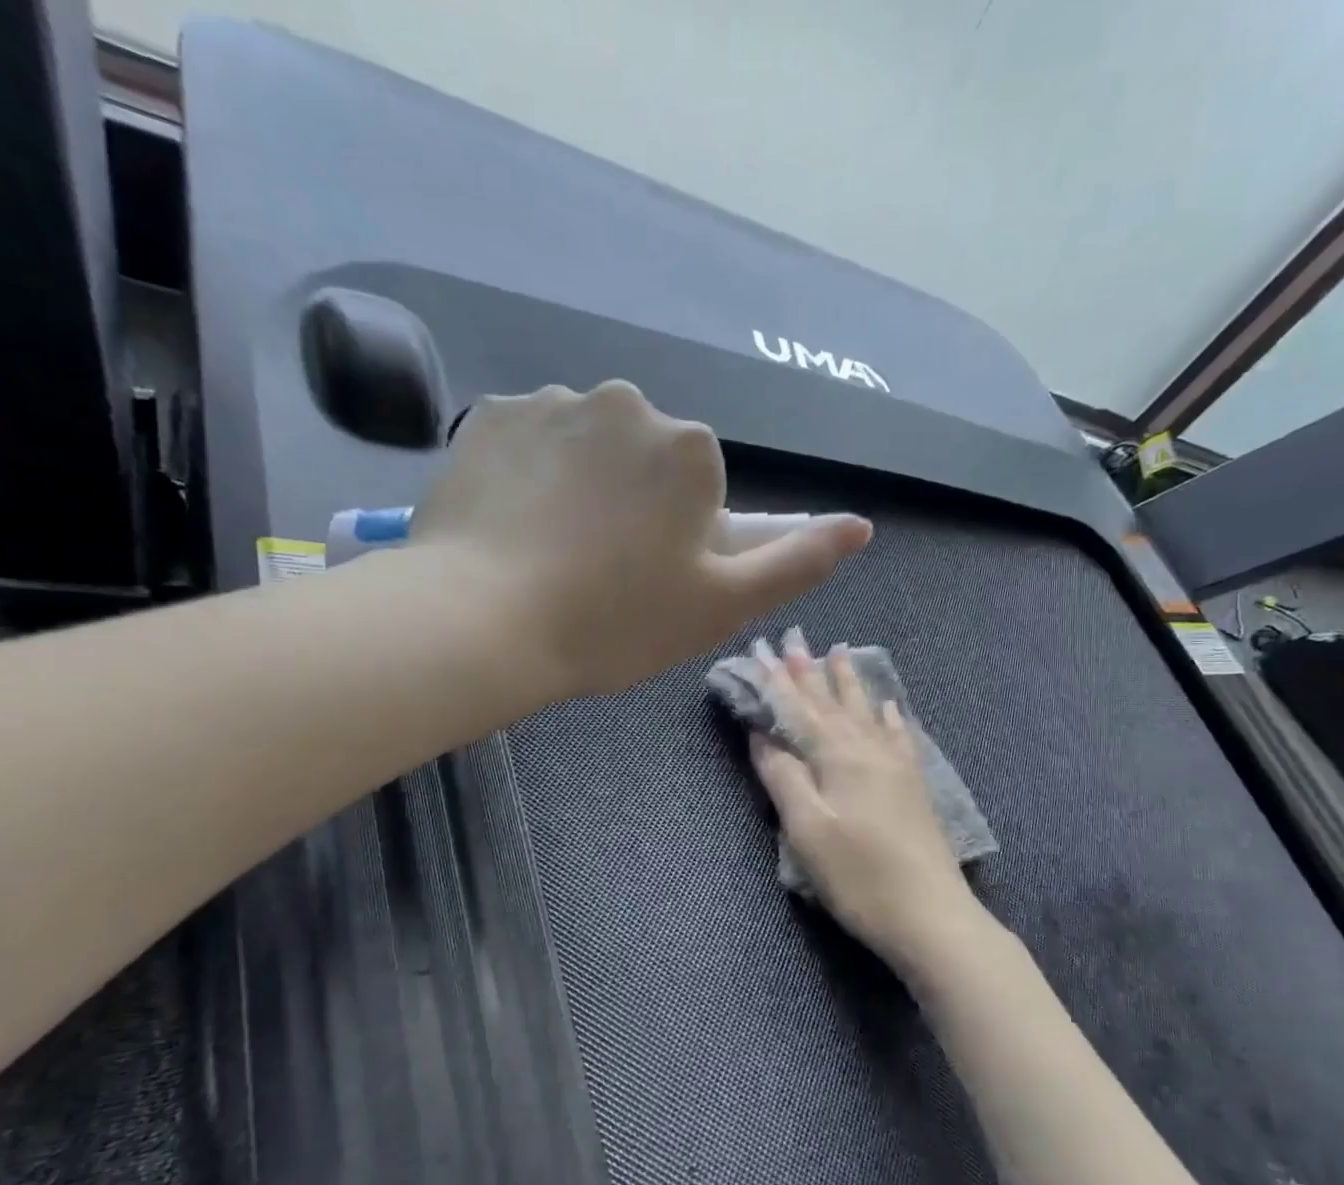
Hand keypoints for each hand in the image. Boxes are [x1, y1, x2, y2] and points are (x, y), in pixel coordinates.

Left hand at [409, 382, 872, 699]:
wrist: (483, 623)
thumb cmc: (616, 622)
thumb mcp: (723, 606)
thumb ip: (797, 561)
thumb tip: (860, 525)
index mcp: (689, 447)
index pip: (699, 489)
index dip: (678, 541)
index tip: (645, 584)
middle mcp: (626, 402)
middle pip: (644, 460)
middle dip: (633, 506)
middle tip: (598, 575)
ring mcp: (552, 401)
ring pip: (586, 448)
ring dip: (580, 488)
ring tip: (549, 556)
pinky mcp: (489, 414)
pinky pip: (530, 441)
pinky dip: (529, 476)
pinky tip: (512, 527)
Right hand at [747, 630, 981, 970]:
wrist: (931, 915)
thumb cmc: (858, 876)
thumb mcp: (807, 829)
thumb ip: (782, 776)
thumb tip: (761, 733)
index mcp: (837, 756)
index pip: (797, 707)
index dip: (775, 679)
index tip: (757, 648)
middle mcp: (867, 749)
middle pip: (831, 702)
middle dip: (808, 670)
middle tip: (792, 637)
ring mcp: (895, 765)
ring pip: (865, 711)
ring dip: (848, 682)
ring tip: (838, 651)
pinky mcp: (912, 785)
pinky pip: (897, 735)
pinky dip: (887, 716)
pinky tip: (888, 705)